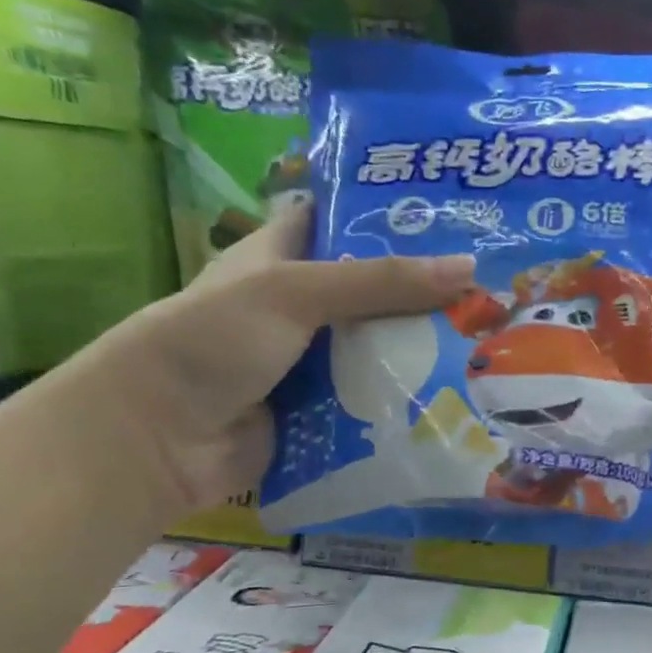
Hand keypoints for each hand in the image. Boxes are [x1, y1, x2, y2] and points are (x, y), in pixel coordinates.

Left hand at [61, 199, 472, 516]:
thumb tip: (470, 269)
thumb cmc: (214, 341)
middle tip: (491, 288)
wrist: (160, 438)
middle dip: (425, 291)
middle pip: (373, 290)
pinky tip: (457, 392)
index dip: (387, 214)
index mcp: (282, 257)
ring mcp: (312, 360)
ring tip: (489, 340)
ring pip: (380, 347)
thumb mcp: (294, 292)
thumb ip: (380, 282)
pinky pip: (375, 397)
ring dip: (423, 349)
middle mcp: (300, 305)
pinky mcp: (323, 408)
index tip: (450, 215)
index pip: (339, 221)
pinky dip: (407, 396)